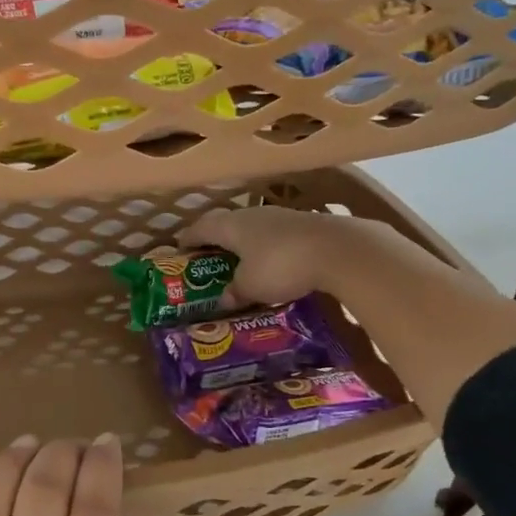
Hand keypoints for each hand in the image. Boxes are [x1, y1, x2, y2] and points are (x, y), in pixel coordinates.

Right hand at [181, 203, 390, 305]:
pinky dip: (264, 249)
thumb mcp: (251, 286)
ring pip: (251, 229)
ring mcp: (280, 217)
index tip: (178, 250)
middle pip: (225, 224)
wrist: (337, 249)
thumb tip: (223, 299)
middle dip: (214, 241)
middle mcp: (252, 215)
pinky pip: (273, 236)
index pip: (200, 228)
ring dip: (241, 244)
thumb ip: (234, 291)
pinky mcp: (303, 225)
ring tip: (238, 263)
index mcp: (231, 226)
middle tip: (207, 259)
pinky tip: (270, 264)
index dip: (187, 240)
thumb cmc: (281, 265)